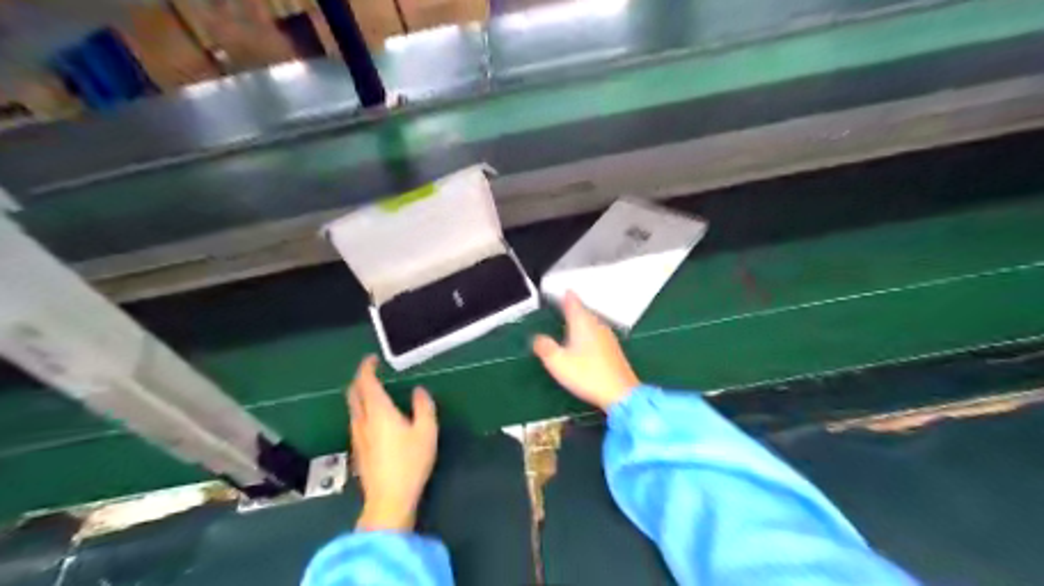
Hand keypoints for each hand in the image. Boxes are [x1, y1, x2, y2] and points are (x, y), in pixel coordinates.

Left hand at [345, 354, 437, 532]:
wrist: (388, 500)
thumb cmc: (410, 462)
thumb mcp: (426, 431)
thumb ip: (423, 407)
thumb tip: (418, 391)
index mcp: (378, 412)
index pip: (365, 383)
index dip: (366, 368)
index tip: (373, 359)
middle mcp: (362, 421)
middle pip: (353, 394)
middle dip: (360, 380)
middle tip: (372, 372)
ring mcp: (357, 436)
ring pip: (353, 408)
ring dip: (360, 395)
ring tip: (376, 392)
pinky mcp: (358, 450)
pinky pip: (356, 421)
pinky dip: (363, 410)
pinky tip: (376, 418)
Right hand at [534, 292, 639, 410]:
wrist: (620, 393)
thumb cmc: (587, 375)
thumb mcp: (558, 363)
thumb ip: (545, 348)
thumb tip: (537, 338)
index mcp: (582, 324)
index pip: (573, 303)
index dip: (567, 297)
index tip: (564, 290)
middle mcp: (597, 326)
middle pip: (584, 312)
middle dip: (574, 308)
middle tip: (566, 304)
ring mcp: (608, 338)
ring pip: (592, 322)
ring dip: (583, 320)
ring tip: (574, 321)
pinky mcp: (614, 350)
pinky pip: (598, 334)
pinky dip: (590, 332)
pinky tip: (587, 341)